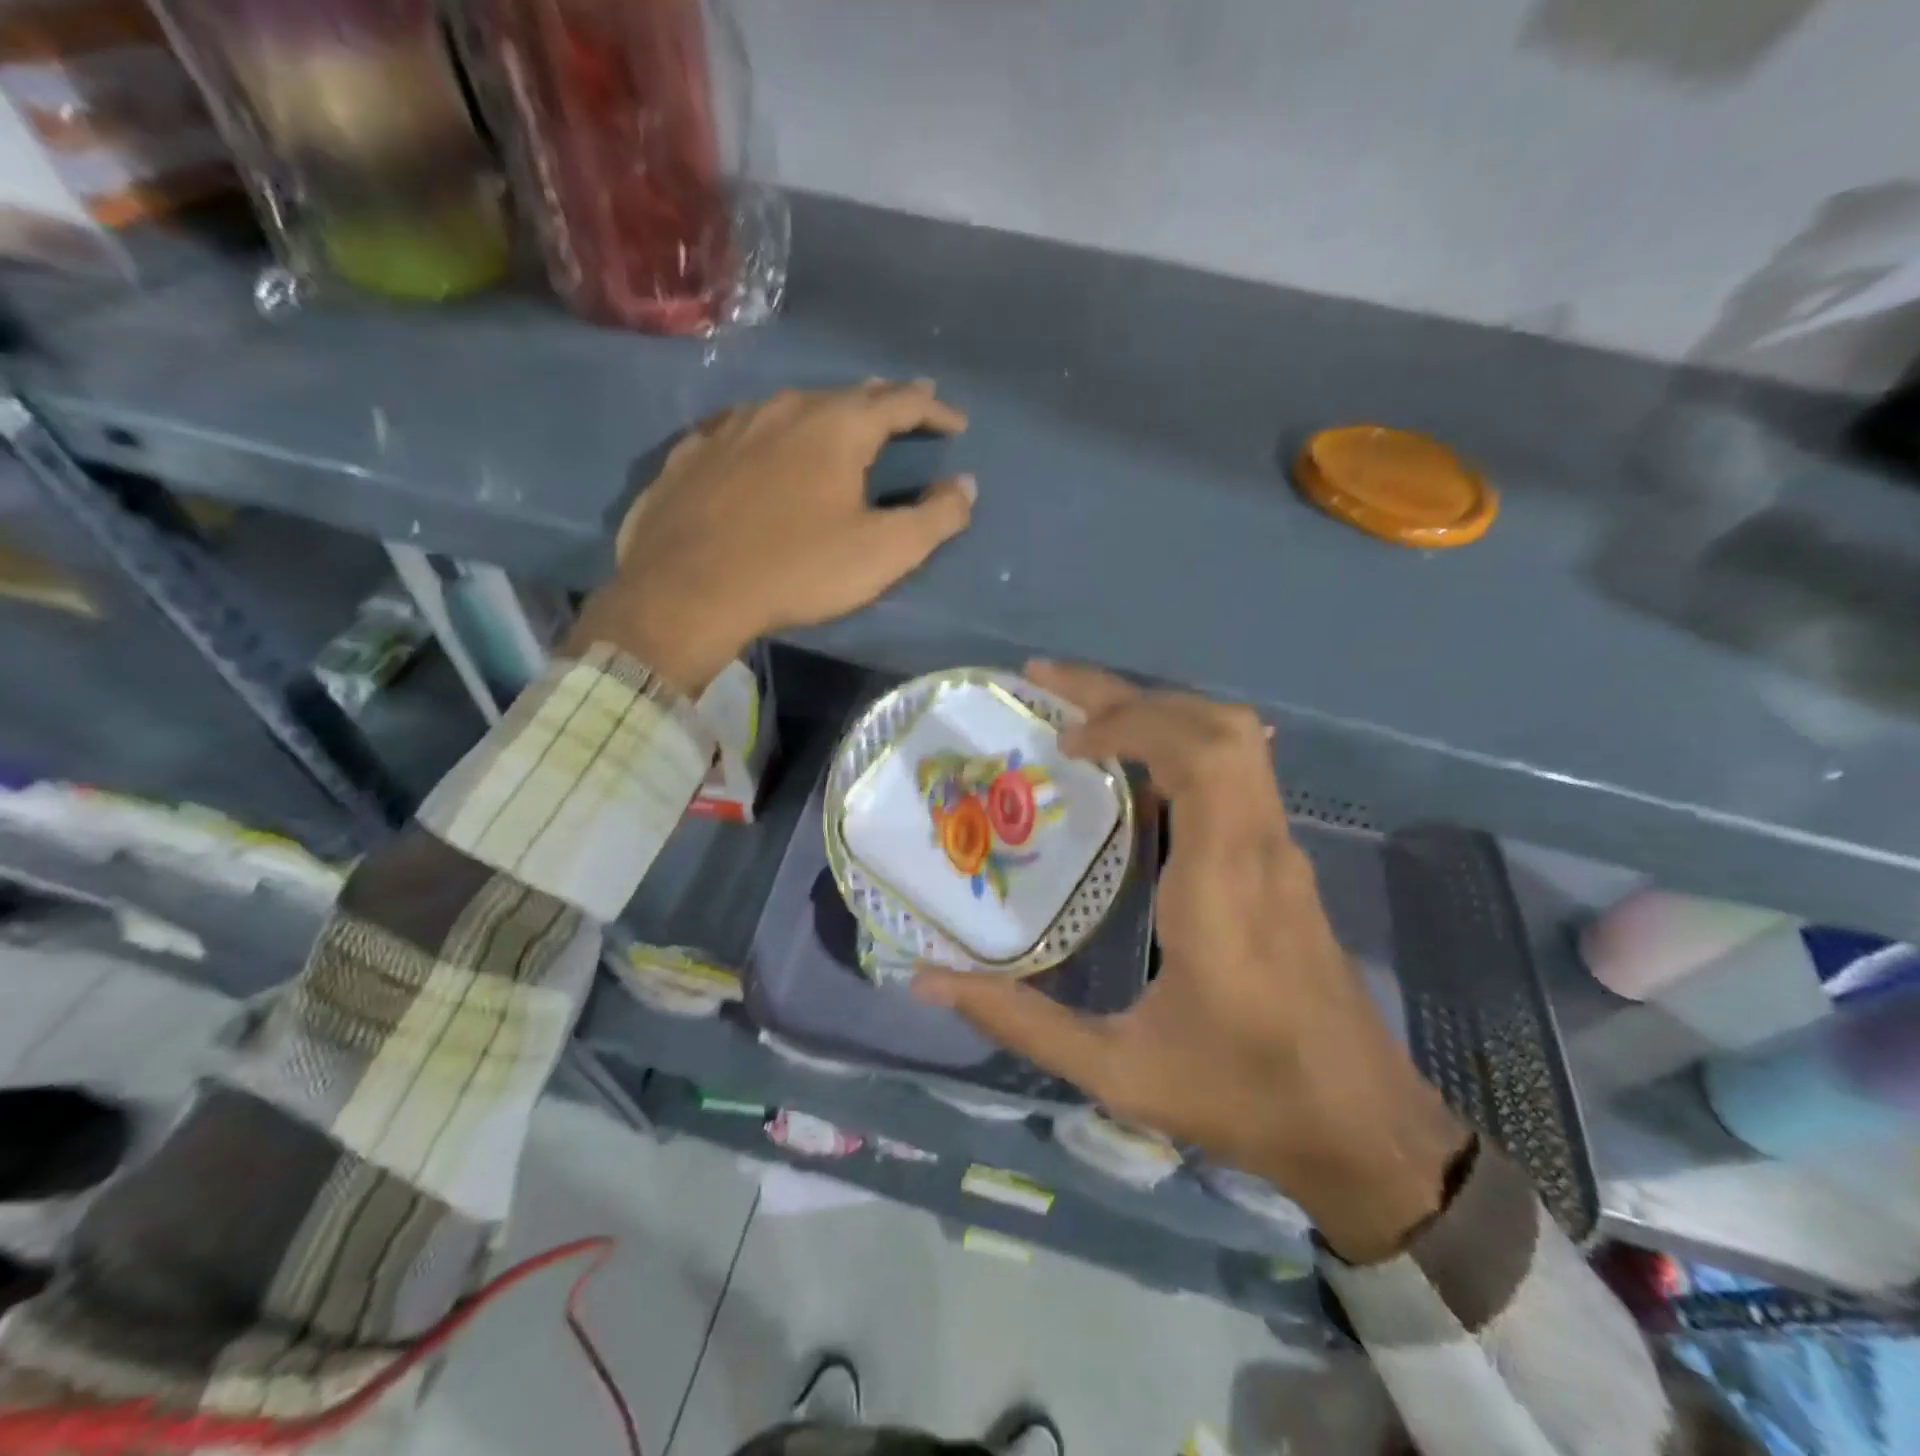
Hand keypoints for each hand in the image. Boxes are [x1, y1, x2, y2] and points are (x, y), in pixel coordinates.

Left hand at [568, 380, 972, 692]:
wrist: (686, 589)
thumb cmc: (796, 569)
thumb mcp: (883, 552)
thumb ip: (934, 518)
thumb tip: (965, 486)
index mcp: (838, 427)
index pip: (901, 402)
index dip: (935, 410)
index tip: (957, 423)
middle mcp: (785, 408)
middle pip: (847, 394)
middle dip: (885, 400)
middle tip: (910, 404)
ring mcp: (732, 425)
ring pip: (793, 406)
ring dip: (827, 413)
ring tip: (842, 423)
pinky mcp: (692, 452)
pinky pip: (744, 430)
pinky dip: (771, 434)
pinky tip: (765, 446)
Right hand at [913, 663, 1470, 1264]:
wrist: (1363, 1130)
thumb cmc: (1242, 1095)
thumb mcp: (1118, 1072)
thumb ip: (1021, 1023)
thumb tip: (929, 983)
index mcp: (1224, 885)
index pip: (1200, 755)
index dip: (1130, 719)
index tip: (1065, 738)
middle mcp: (1261, 849)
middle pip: (1220, 725)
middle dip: (1133, 694)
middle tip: (1054, 689)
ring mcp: (1282, 852)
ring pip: (1236, 741)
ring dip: (1160, 711)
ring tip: (1084, 717)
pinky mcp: (1284, 863)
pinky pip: (1239, 772)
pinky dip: (1181, 744)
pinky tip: (1133, 770)